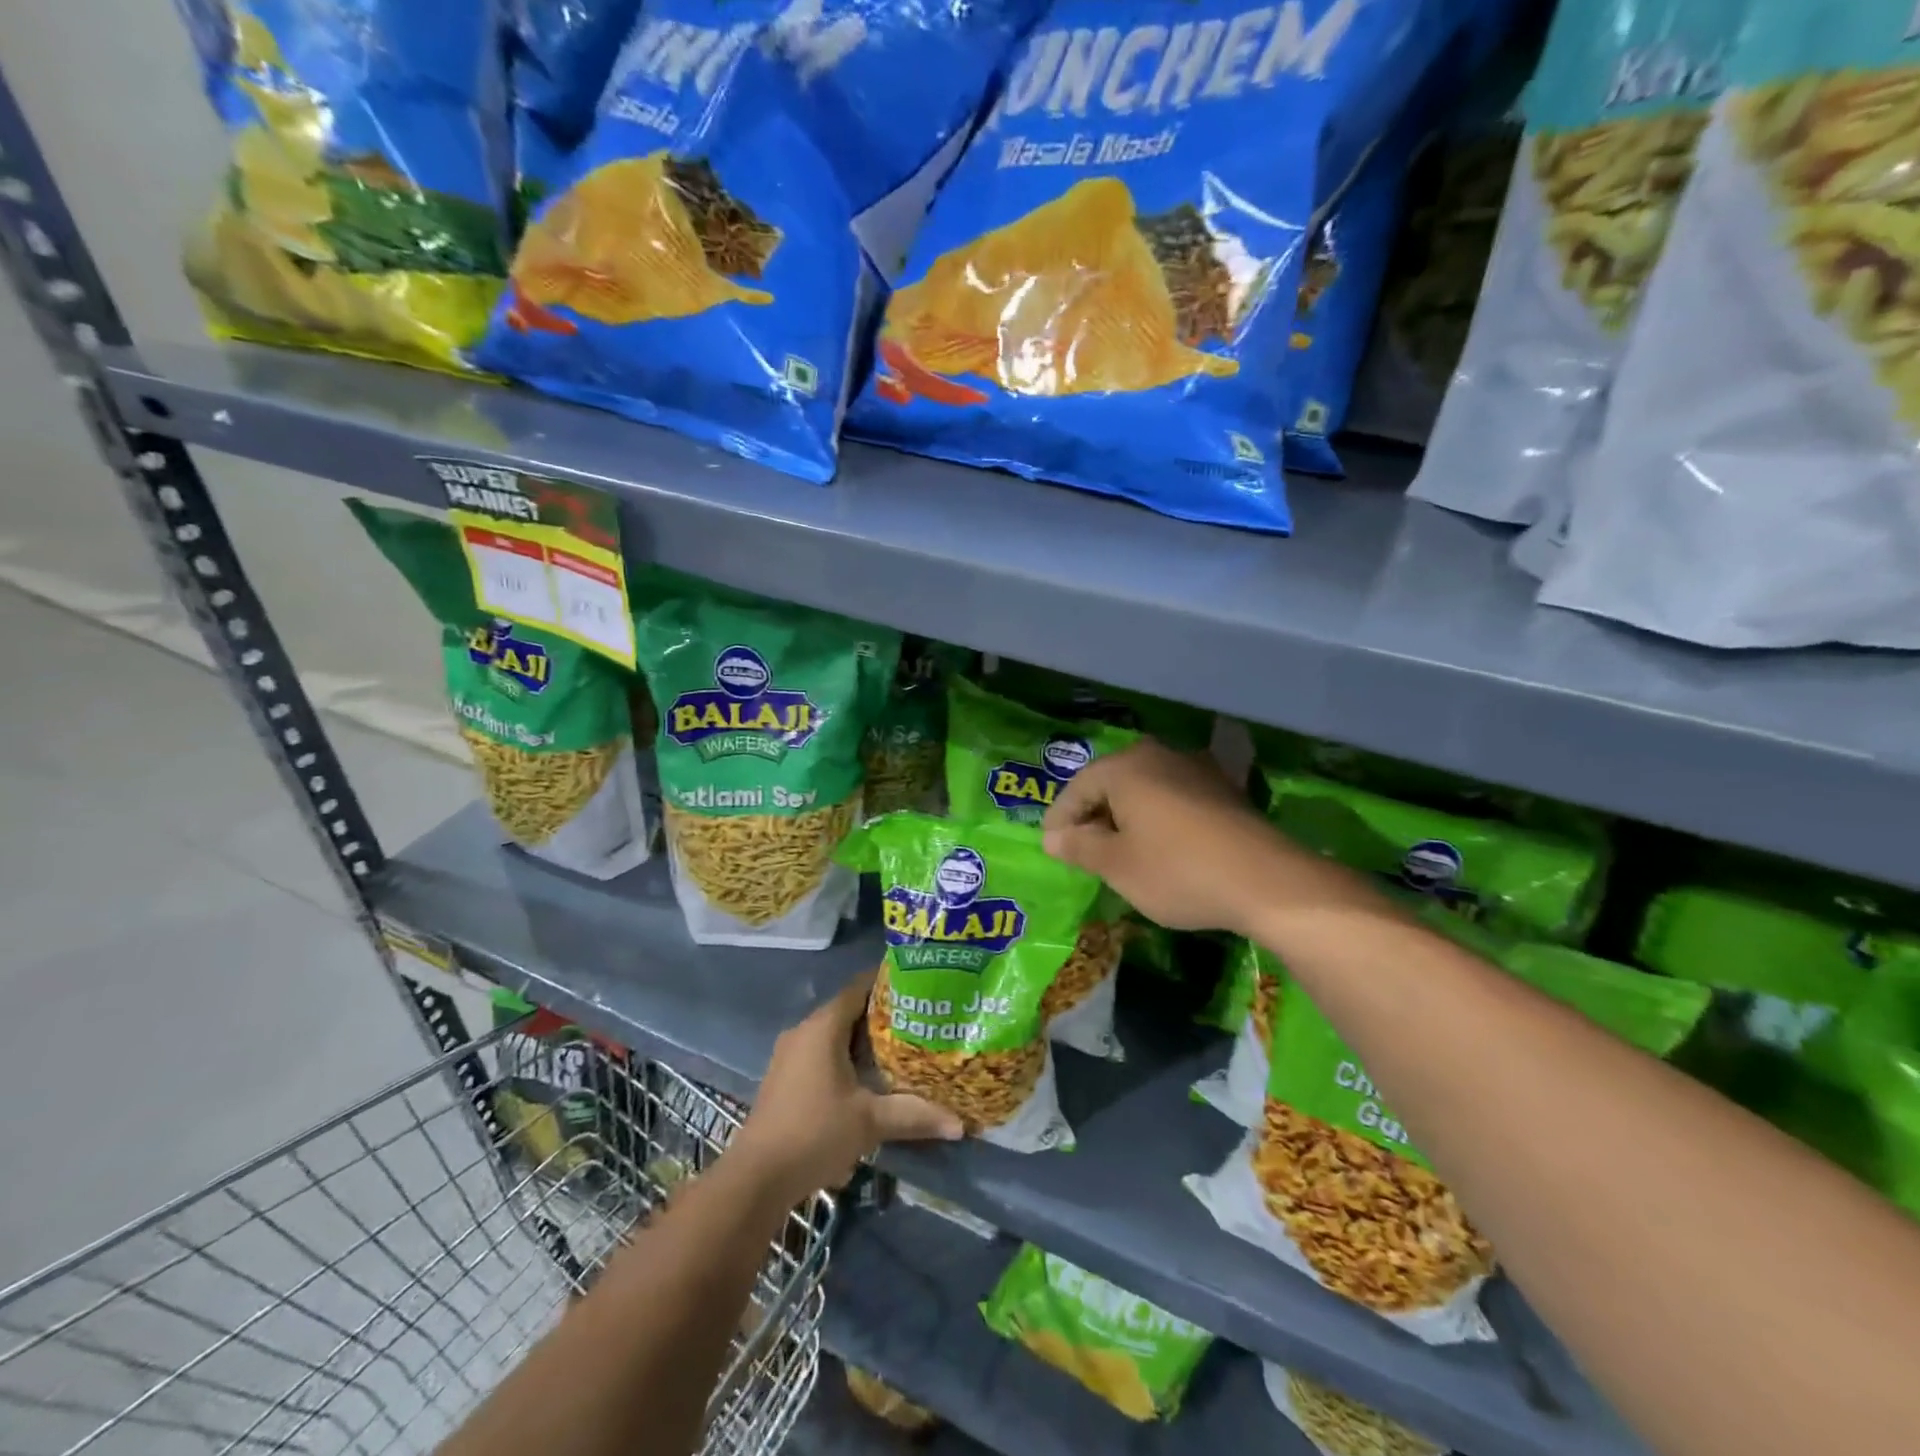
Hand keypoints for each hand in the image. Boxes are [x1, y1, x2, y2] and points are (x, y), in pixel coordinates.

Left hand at [731, 970, 962, 1202]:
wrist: (757, 1177)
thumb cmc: (815, 1133)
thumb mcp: (871, 1122)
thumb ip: (915, 1115)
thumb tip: (959, 1123)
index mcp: (823, 1026)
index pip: (859, 986)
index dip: (887, 982)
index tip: (918, 984)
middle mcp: (804, 1030)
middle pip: (848, 1009)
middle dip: (881, 1013)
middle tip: (918, 1018)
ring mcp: (790, 1054)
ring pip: (834, 1033)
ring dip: (863, 1038)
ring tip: (901, 1046)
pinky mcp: (784, 1076)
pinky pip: (821, 1051)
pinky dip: (845, 1055)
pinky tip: (867, 1076)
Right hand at [1043, 739, 1317, 935]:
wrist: (1267, 881)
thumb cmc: (1177, 871)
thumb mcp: (1117, 865)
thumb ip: (1079, 847)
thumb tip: (1052, 837)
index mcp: (1125, 767)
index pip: (1077, 788)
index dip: (1060, 818)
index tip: (1051, 846)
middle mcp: (1158, 755)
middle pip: (1111, 782)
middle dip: (1093, 815)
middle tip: (1081, 849)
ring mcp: (1195, 768)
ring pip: (1143, 789)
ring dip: (1125, 816)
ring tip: (1117, 850)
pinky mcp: (1222, 788)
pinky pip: (1172, 798)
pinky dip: (1156, 818)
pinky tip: (1159, 845)